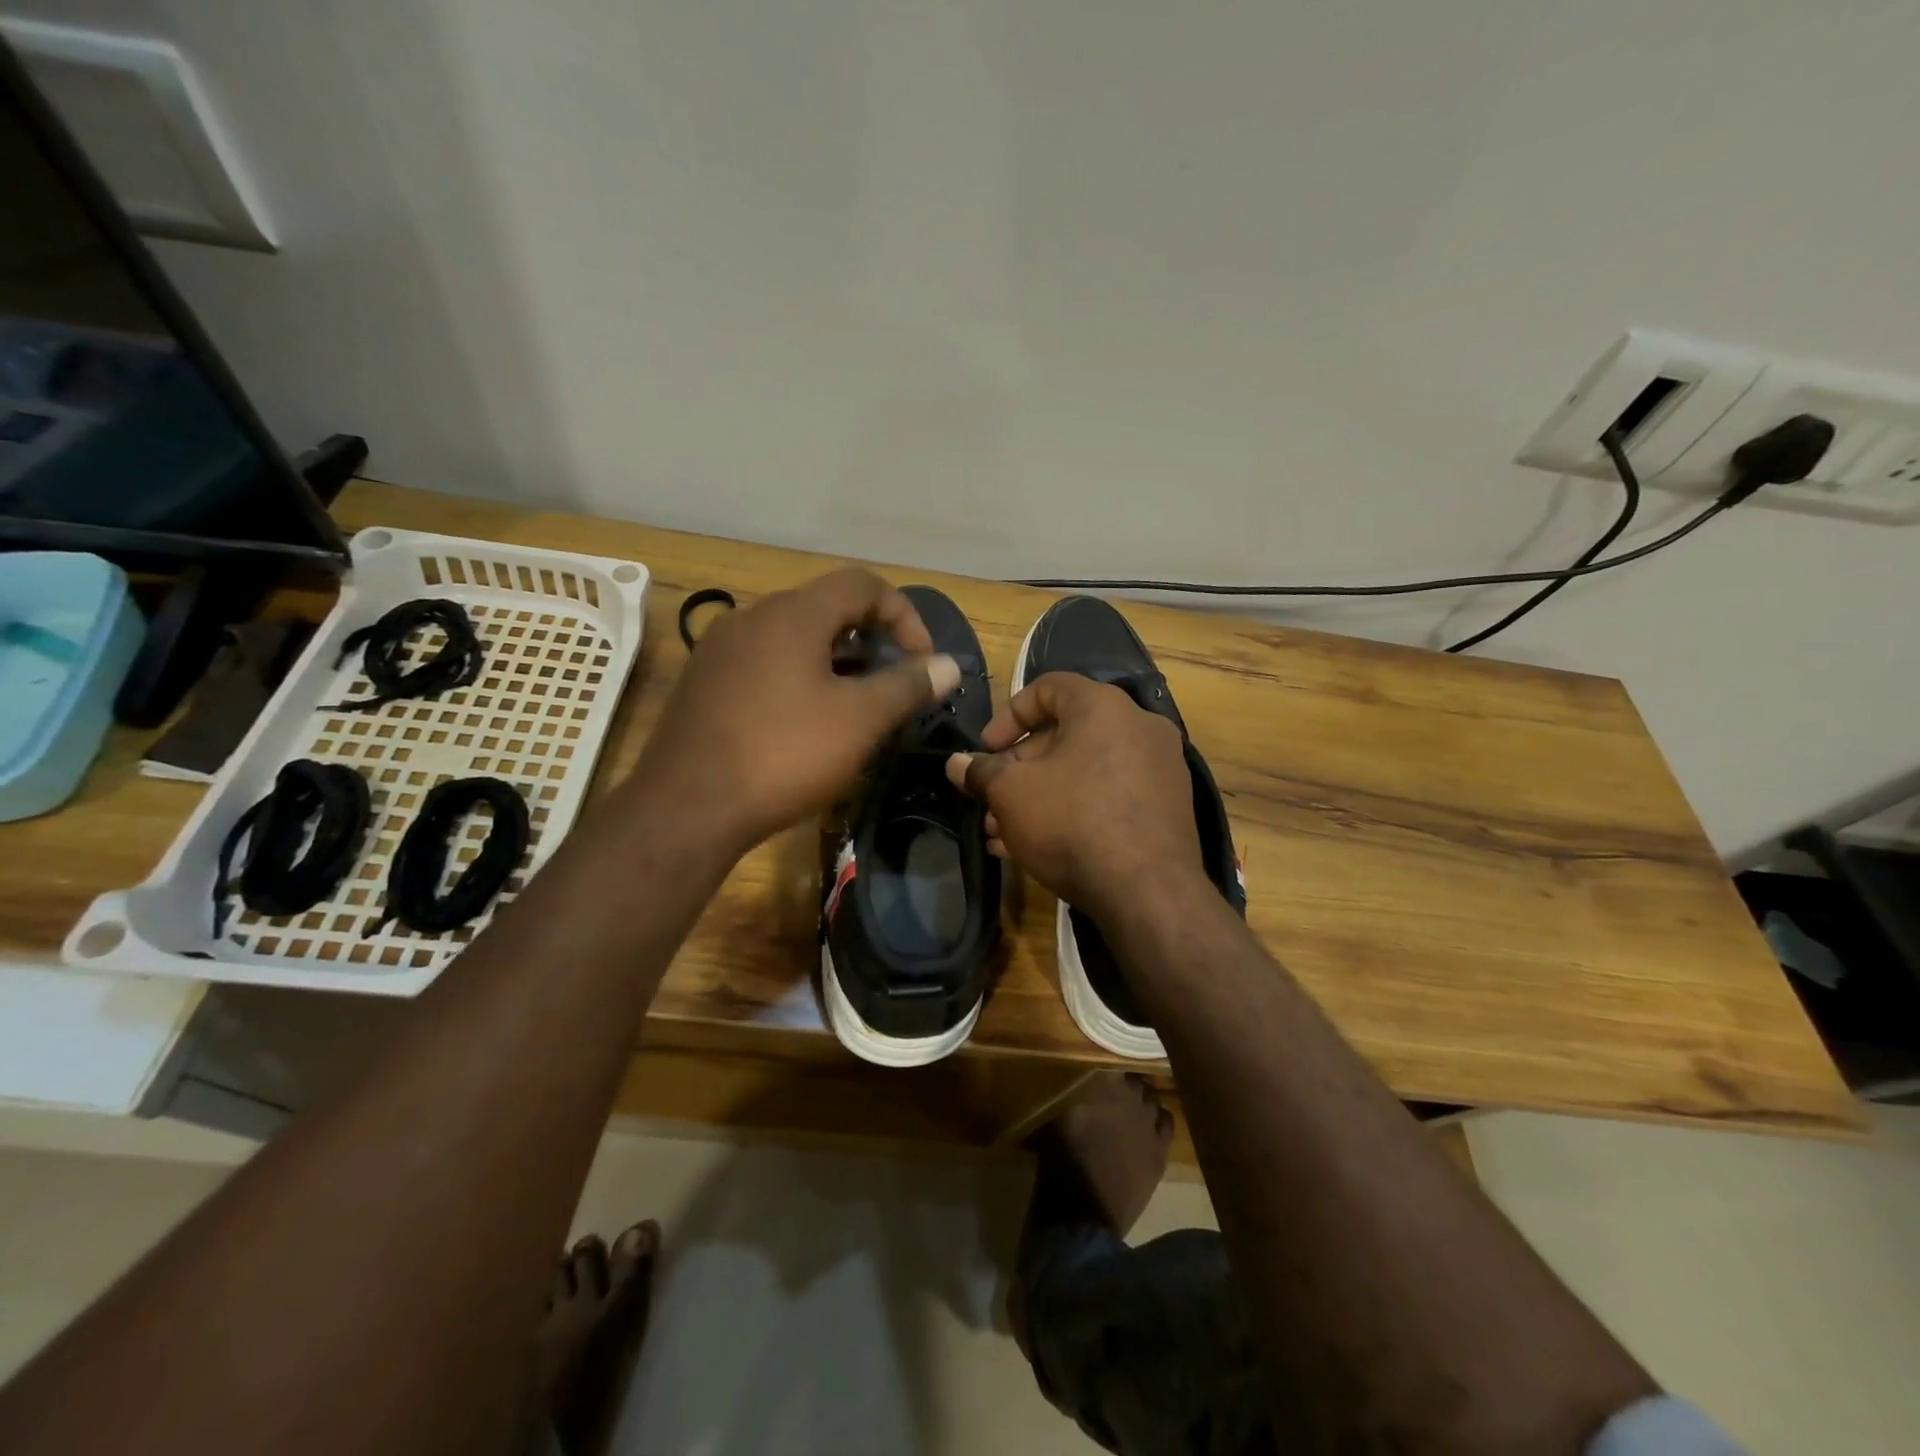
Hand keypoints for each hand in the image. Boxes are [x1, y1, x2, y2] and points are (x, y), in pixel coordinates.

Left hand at [633, 569, 959, 853]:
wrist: (686, 808)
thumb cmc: (784, 755)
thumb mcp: (860, 720)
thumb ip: (908, 685)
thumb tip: (948, 664)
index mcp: (792, 614)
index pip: (863, 584)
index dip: (905, 616)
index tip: (922, 663)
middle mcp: (752, 618)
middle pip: (827, 608)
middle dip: (872, 641)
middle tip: (892, 685)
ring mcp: (721, 650)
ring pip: (795, 638)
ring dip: (837, 662)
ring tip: (857, 707)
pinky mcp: (704, 682)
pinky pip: (766, 663)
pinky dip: (800, 678)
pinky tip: (807, 723)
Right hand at [945, 672, 1203, 924]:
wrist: (1148, 893)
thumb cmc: (1072, 823)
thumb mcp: (1011, 794)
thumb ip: (980, 772)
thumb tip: (956, 764)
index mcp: (1104, 707)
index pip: (1048, 687)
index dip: (1008, 716)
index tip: (985, 750)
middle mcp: (1138, 728)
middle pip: (1064, 735)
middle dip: (1019, 769)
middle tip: (991, 800)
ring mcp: (1158, 770)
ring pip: (1083, 772)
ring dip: (1039, 796)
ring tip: (1002, 832)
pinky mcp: (1165, 809)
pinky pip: (1107, 797)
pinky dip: (1071, 811)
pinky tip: (1033, 847)